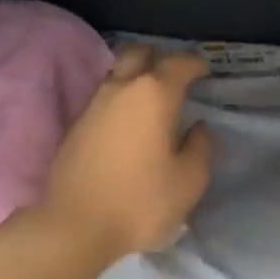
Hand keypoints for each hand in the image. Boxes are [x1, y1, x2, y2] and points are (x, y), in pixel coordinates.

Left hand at [40, 45, 213, 261]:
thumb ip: (200, 148)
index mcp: (154, 94)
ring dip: (136, 76)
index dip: (195, 63)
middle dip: (159, 57)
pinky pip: (104, 97)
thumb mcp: (188, 181)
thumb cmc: (140, 201)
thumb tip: (198, 128)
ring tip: (152, 99)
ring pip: (118, 73)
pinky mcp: (76, 124)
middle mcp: (122, 88)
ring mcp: (94, 104)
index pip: (178, 63)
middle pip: (139, 53)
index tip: (205, 71)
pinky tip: (128, 121)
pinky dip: (120, 99)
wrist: (74, 225)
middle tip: (174, 76)